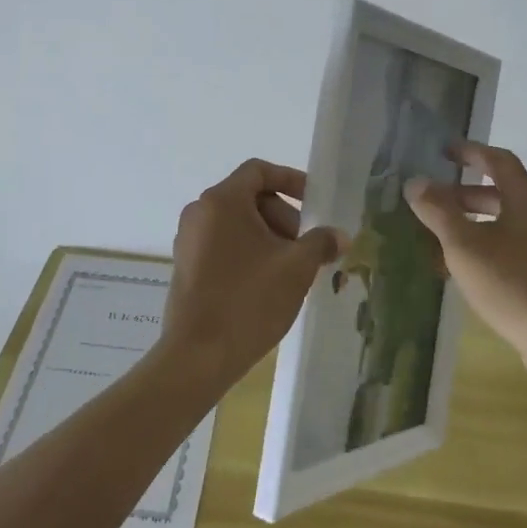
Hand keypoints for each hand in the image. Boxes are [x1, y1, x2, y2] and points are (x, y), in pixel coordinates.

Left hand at [160, 159, 345, 391]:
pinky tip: (269, 284)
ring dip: (269, 237)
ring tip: (292, 270)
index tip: (315, 203)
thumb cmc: (248, 301)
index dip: (291, 180)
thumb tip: (339, 236)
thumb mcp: (296, 268)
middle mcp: (199, 212)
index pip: (258, 171)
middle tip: (307, 247)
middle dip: (284, 216)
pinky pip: (223, 244)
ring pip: (237, 224)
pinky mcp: (187, 266)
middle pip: (249, 197)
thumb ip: (320, 243)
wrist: (198, 356)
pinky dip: (249, 252)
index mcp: (222, 201)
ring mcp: (188, 240)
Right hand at [405, 143, 526, 388]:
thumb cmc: (515, 286)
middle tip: (432, 200)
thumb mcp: (465, 246)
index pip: (499, 161)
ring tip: (438, 238)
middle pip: (501, 193)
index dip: (470, 152)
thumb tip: (415, 182)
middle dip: (463, 194)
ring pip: (504, 224)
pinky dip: (484, 249)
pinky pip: (510, 249)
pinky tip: (462, 272)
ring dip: (471, 224)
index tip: (443, 152)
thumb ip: (438, 212)